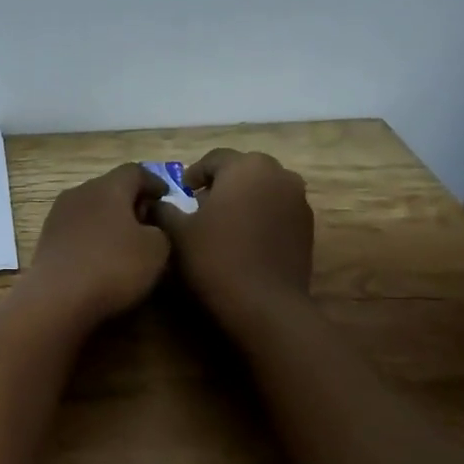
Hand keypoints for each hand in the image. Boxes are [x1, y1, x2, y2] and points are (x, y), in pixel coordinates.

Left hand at [20, 164, 171, 326]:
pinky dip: (93, 237)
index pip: (135, 172)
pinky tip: (102, 258)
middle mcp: (79, 193)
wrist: (57, 298)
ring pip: (92, 209)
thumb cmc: (113, 266)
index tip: (166, 197)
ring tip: (127, 243)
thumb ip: (161, 230)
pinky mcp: (46, 240)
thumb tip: (149, 228)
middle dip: (131, 202)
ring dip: (110, 221)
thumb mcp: (157, 249)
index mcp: (108, 186)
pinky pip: (78, 230)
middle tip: (149, 222)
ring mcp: (58, 216)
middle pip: (110, 189)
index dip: (154, 182)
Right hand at [151, 149, 314, 323]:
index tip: (182, 194)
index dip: (194, 175)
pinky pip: (278, 210)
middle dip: (222, 184)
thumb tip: (155, 203)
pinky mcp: (308, 226)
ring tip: (224, 224)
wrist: (264, 304)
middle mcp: (278, 174)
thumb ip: (163, 210)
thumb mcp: (177, 233)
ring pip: (263, 189)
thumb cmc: (215, 259)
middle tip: (201, 207)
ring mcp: (298, 200)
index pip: (214, 159)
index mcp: (245, 167)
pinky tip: (245, 240)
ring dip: (243, 199)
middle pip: (243, 170)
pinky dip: (261, 216)